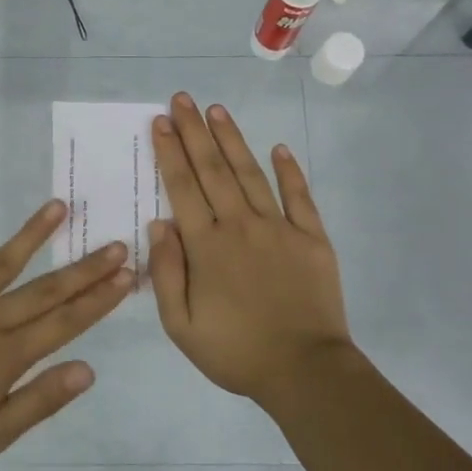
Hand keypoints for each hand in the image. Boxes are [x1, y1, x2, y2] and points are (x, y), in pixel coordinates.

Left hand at [0, 199, 131, 470]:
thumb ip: (40, 400)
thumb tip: (89, 369)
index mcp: (6, 355)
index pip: (65, 321)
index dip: (99, 298)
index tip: (127, 274)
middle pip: (45, 288)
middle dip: (85, 267)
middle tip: (116, 242)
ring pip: (0, 261)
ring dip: (32, 234)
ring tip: (58, 206)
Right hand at [149, 93, 353, 403]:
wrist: (304, 371)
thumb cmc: (235, 352)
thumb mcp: (181, 325)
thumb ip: (166, 272)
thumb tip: (159, 223)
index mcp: (206, 246)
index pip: (182, 187)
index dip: (170, 152)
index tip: (161, 122)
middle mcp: (240, 225)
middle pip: (213, 170)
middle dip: (194, 132)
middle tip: (182, 99)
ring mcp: (280, 228)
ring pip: (251, 173)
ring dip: (232, 140)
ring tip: (217, 111)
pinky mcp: (312, 238)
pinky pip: (299, 197)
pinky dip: (289, 170)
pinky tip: (278, 148)